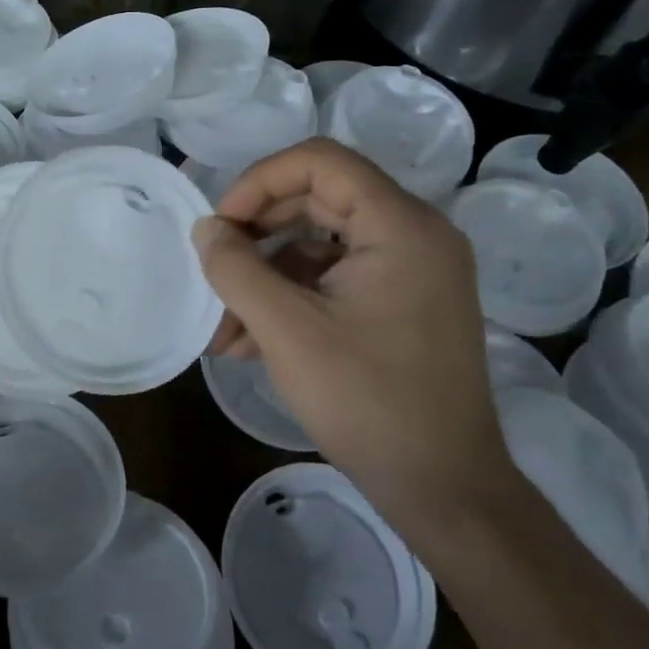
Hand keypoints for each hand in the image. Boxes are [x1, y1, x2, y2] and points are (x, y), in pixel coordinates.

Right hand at [193, 138, 511, 519]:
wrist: (443, 487)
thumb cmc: (367, 400)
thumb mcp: (287, 330)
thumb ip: (236, 269)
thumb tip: (206, 229)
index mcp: (400, 226)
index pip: (319, 162)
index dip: (259, 182)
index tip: (221, 227)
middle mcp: (415, 235)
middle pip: (318, 200)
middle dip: (256, 236)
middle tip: (214, 271)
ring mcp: (413, 271)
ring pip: (321, 245)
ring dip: (266, 277)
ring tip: (224, 328)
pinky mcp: (404, 304)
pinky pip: (336, 279)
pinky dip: (291, 299)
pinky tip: (250, 342)